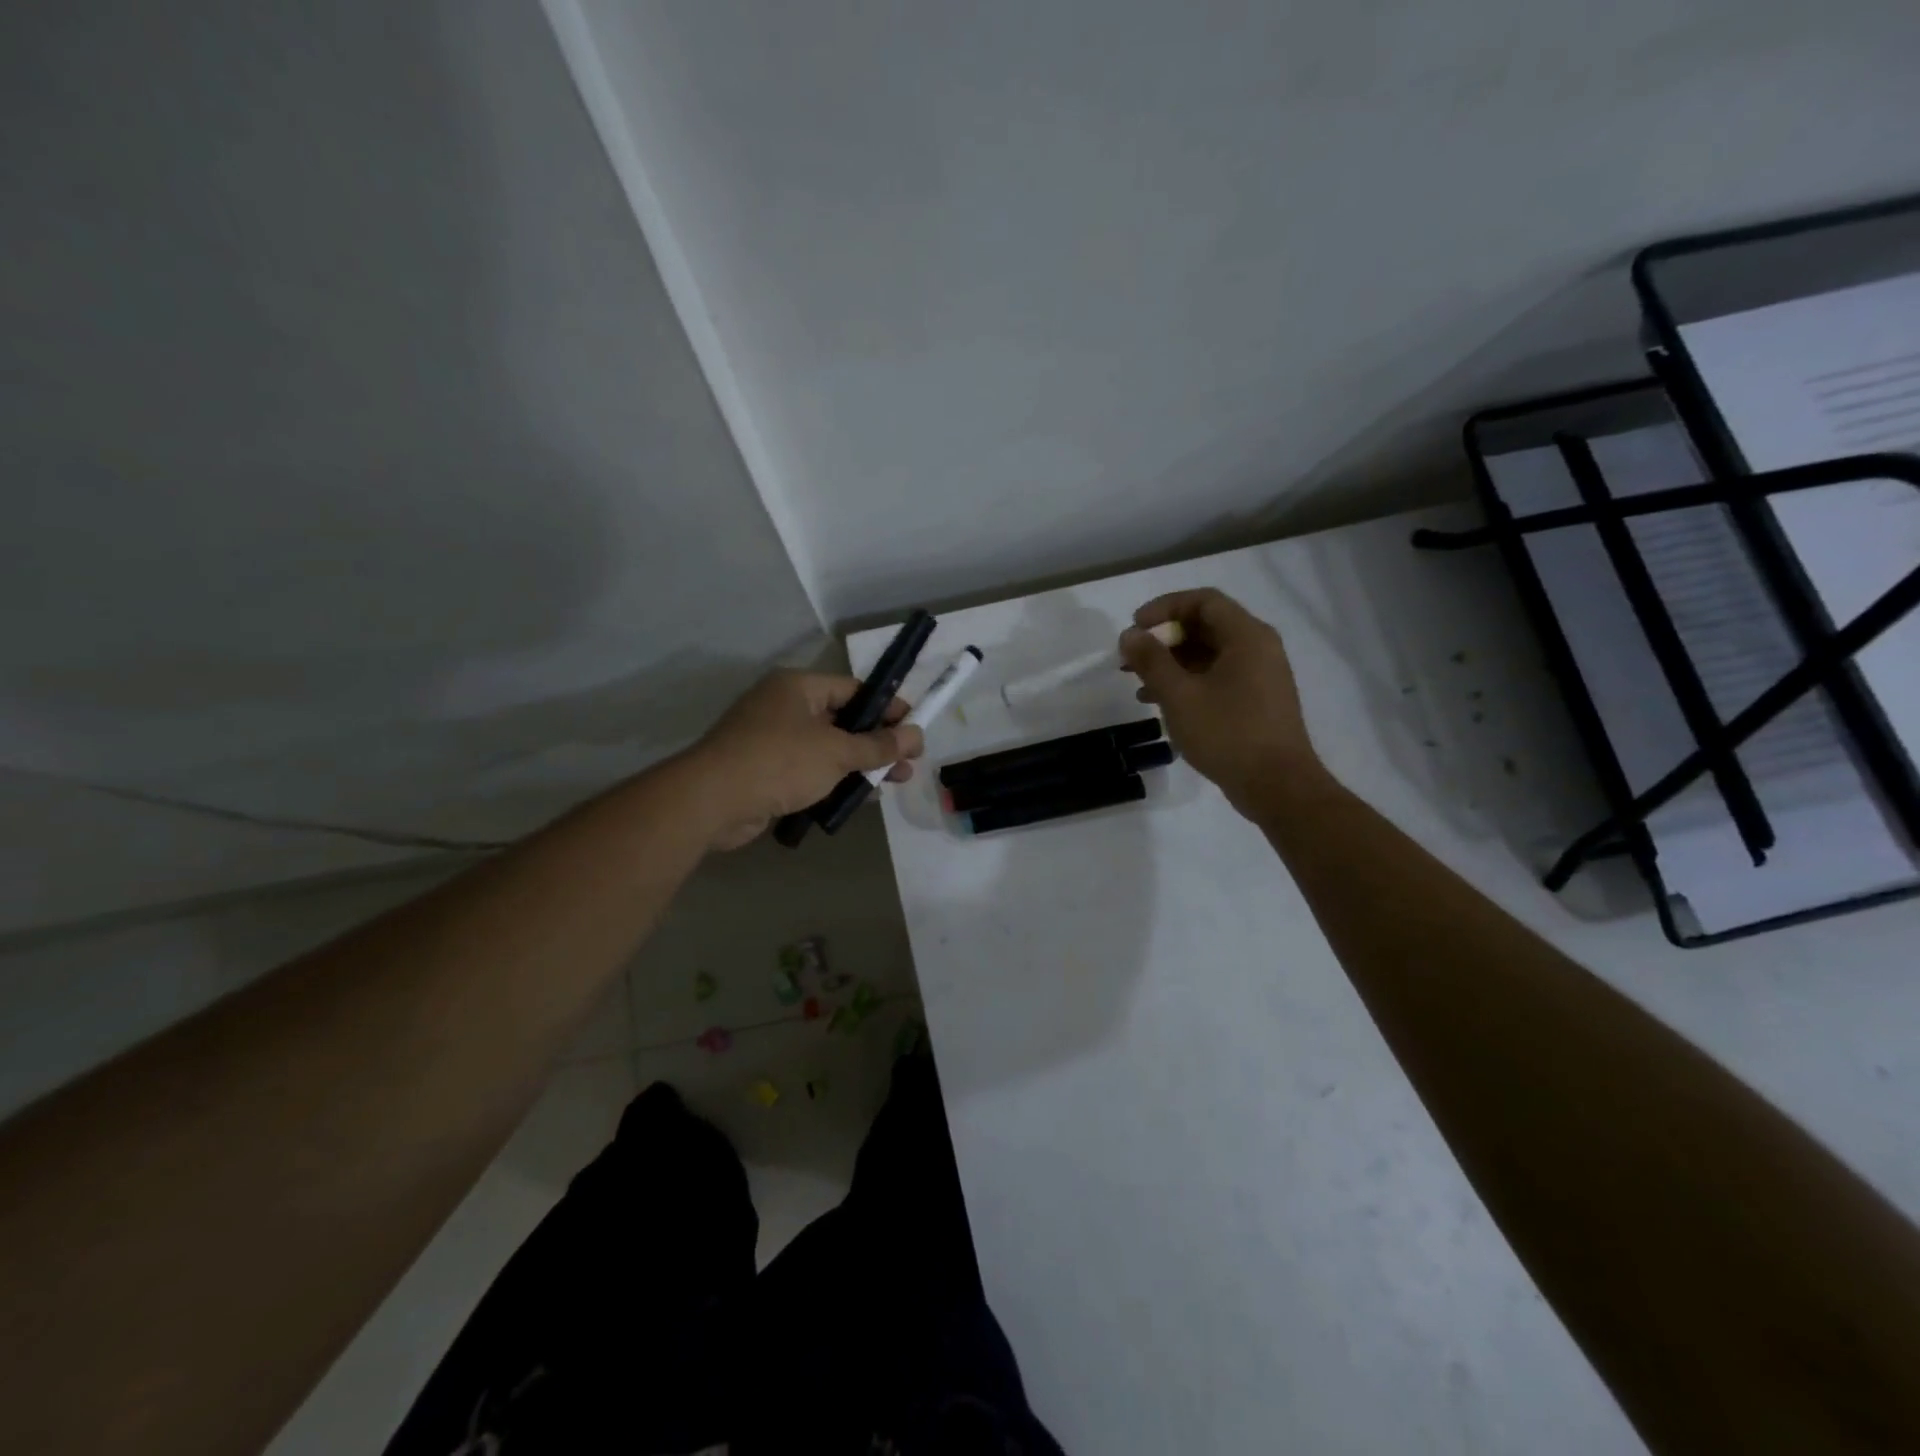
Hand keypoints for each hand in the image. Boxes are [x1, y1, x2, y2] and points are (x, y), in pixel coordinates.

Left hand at [682, 671, 924, 848]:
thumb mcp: (837, 751)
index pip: (854, 690)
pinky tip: (859, 798)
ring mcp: (772, 740)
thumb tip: (916, 735)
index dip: (887, 708)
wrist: (711, 801)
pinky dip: (834, 781)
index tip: (914, 727)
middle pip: (843, 720)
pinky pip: (809, 770)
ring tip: (894, 783)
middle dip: (878, 742)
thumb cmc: (779, 762)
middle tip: (909, 762)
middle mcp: (784, 707)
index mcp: (798, 687)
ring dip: (860, 765)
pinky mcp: (765, 771)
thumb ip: (878, 745)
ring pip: (827, 749)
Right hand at [1119, 589, 1327, 821]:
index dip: (1164, 608)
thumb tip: (1130, 635)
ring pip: (1209, 655)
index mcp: (1247, 636)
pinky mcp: (1256, 701)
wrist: (1277, 786)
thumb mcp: (1180, 695)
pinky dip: (1188, 682)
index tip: (1135, 628)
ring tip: (1138, 683)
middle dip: (1164, 639)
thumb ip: (1152, 660)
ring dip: (1172, 663)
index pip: (1203, 601)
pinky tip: (1161, 703)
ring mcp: (1260, 676)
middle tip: (1132, 657)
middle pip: (1205, 627)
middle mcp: (1258, 648)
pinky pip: (1217, 677)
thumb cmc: (1228, 734)